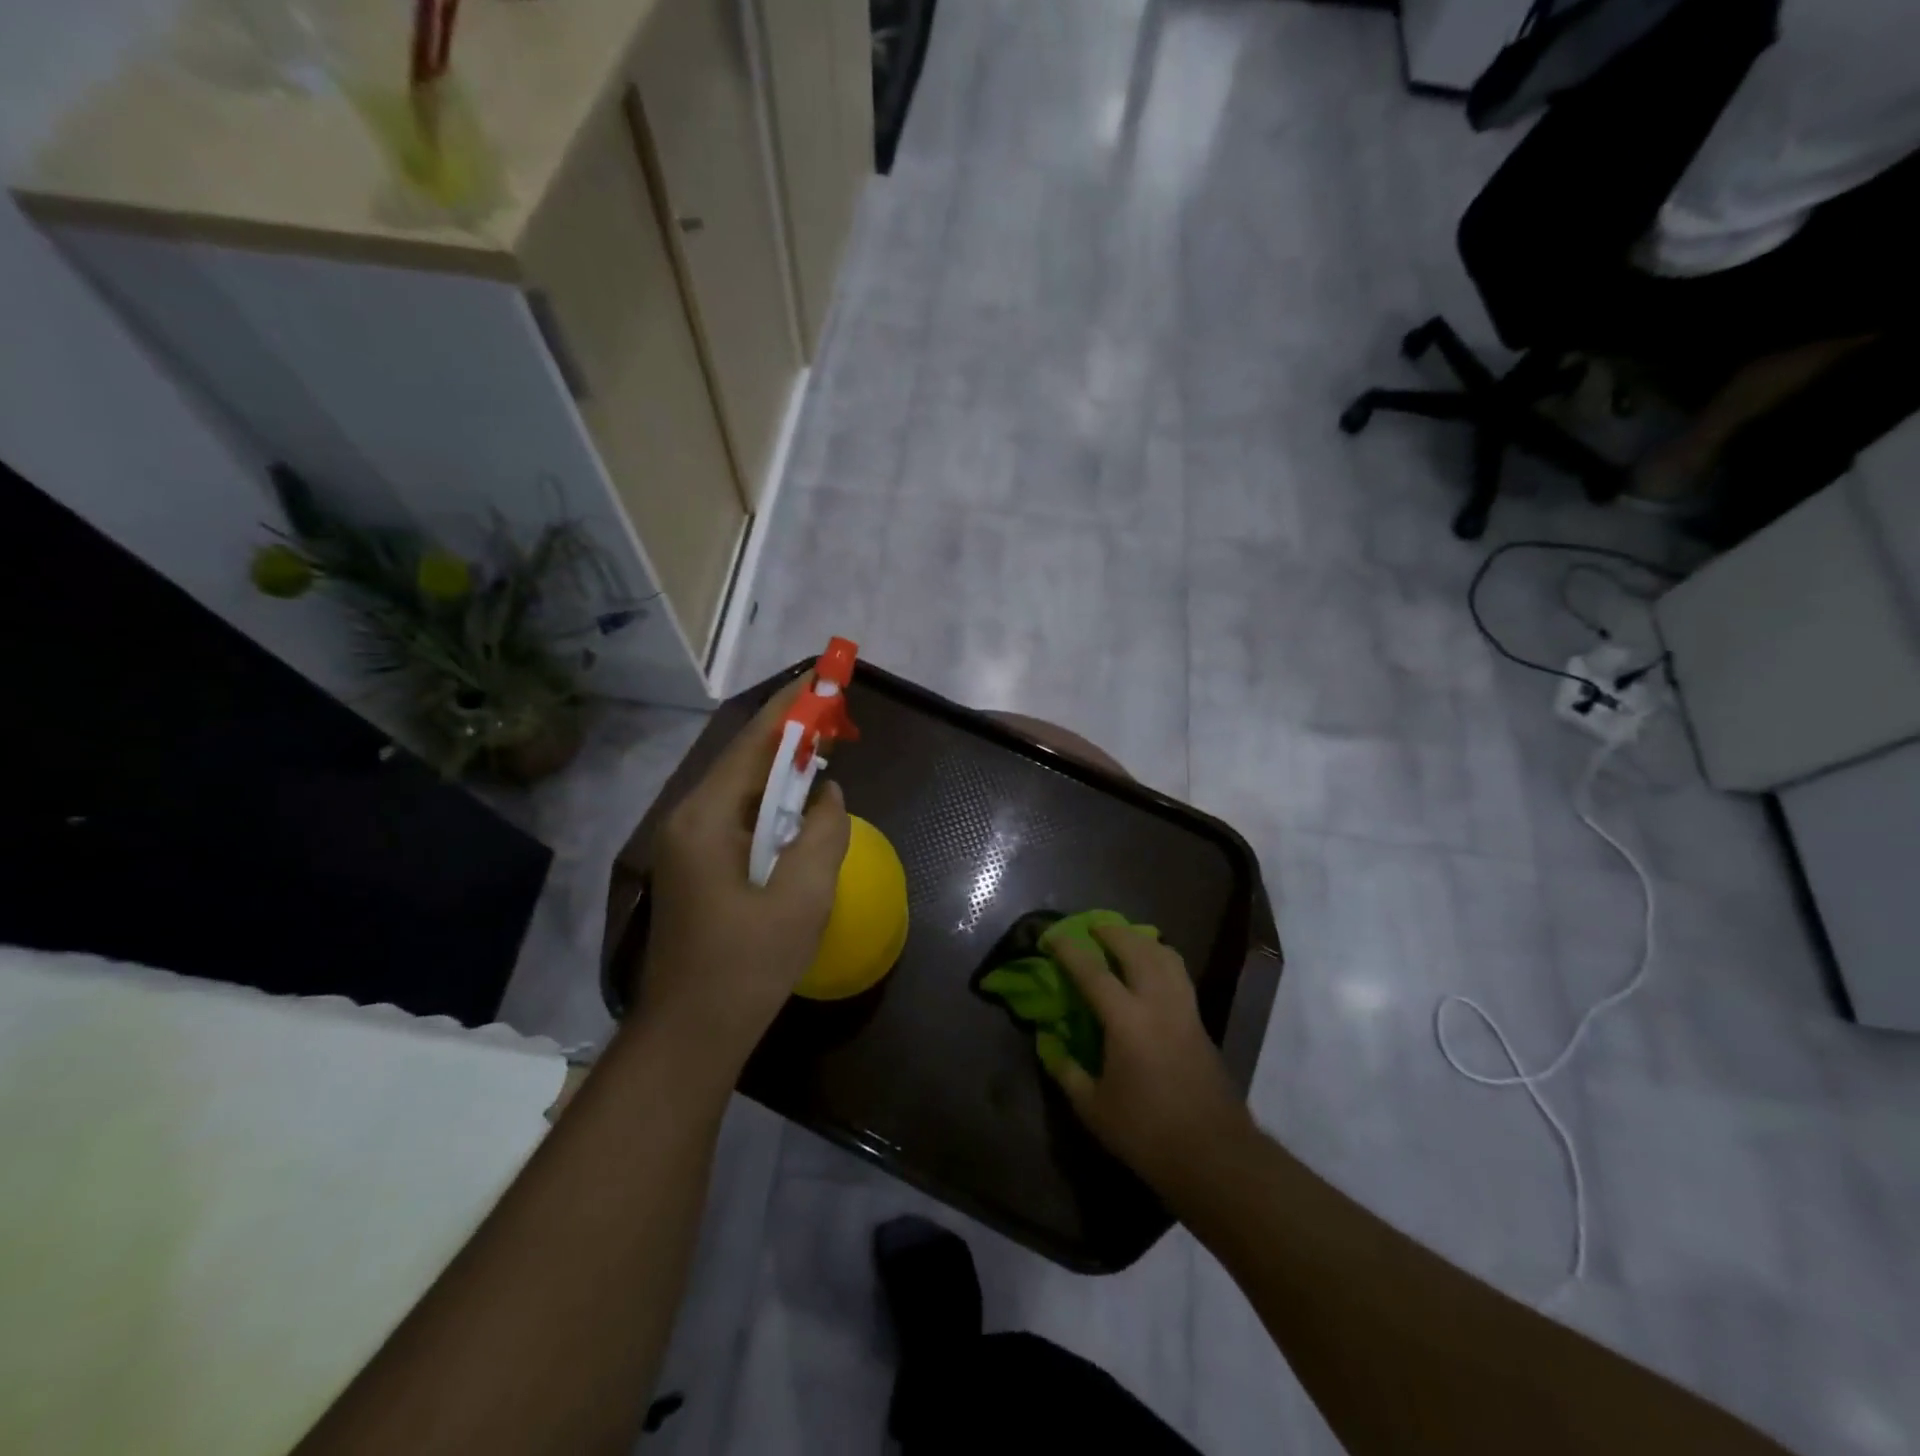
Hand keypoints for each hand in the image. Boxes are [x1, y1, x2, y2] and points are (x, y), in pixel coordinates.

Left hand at [634, 678, 851, 1074]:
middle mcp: (689, 819)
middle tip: (840, 717)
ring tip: (829, 750)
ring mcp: (690, 843)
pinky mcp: (699, 864)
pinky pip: (742, 816)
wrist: (692, 1032)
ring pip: (745, 787)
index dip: (794, 704)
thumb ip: (822, 832)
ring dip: (786, 768)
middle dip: (794, 732)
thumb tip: (826, 794)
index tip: (826, 672)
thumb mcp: (803, 897)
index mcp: (707, 818)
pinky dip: (774, 802)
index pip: (755, 742)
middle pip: (747, 758)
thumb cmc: (747, 966)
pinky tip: (801, 806)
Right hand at [1041, 924, 1254, 1194]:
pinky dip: (1161, 959)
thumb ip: (1067, 1071)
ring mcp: (1184, 1010)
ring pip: (1166, 956)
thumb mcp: (1094, 1108)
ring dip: (1142, 940)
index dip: (1069, 950)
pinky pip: (1179, 974)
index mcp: (1126, 1021)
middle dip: (1111, 932)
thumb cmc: (1147, 1133)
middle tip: (1092, 926)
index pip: (1092, 972)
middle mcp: (1157, 1003)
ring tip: (1125, 939)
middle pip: (1136, 949)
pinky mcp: (1200, 1022)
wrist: (1214, 1156)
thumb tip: (1049, 1044)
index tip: (1052, 935)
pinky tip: (1151, 971)